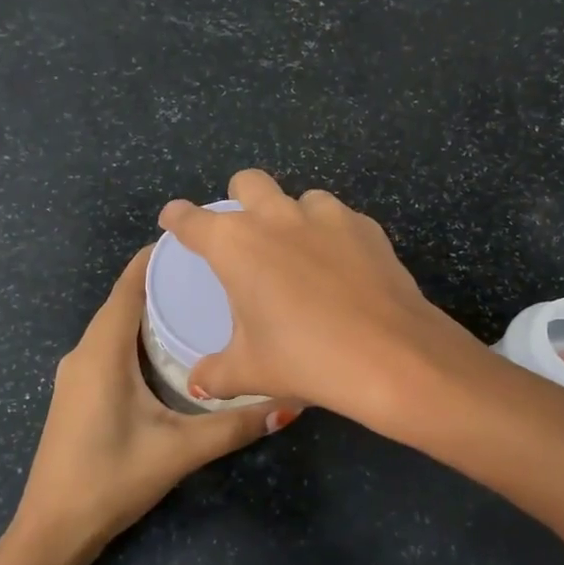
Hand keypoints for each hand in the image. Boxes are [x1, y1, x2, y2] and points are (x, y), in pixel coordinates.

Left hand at [10, 246, 296, 560]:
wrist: (52, 531)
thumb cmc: (111, 479)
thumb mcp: (181, 450)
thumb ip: (236, 425)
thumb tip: (292, 404)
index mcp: (102, 351)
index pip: (129, 285)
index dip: (159, 257)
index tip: (200, 240)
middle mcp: (85, 352)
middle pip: (125, 300)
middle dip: (165, 281)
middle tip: (217, 273)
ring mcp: (76, 373)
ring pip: (117, 325)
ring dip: (152, 309)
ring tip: (203, 302)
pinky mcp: (78, 391)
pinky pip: (111, 346)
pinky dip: (140, 334)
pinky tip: (172, 347)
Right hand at [158, 170, 485, 428]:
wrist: (389, 355)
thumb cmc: (305, 358)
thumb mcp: (251, 371)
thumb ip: (215, 373)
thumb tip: (196, 382)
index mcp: (236, 244)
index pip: (192, 219)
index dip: (178, 217)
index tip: (174, 220)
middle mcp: (277, 217)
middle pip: (248, 182)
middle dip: (239, 197)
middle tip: (245, 233)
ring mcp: (327, 216)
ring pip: (301, 197)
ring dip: (293, 216)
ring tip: (301, 254)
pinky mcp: (366, 227)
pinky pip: (341, 219)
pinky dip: (333, 235)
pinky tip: (343, 268)